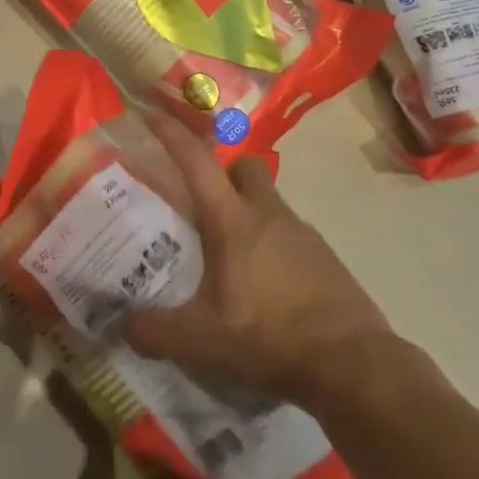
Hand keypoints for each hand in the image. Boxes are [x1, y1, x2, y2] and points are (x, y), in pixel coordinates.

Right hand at [124, 114, 394, 410]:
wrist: (354, 365)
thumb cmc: (269, 338)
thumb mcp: (201, 342)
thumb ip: (153, 332)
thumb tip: (123, 325)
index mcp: (233, 220)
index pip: (196, 160)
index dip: (171, 133)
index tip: (150, 113)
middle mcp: (269, 214)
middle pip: (243, 166)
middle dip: (221, 171)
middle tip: (200, 202)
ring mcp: (303, 234)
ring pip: (268, 201)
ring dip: (247, 212)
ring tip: (229, 255)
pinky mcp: (326, 258)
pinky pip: (290, 234)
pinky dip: (272, 245)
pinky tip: (264, 285)